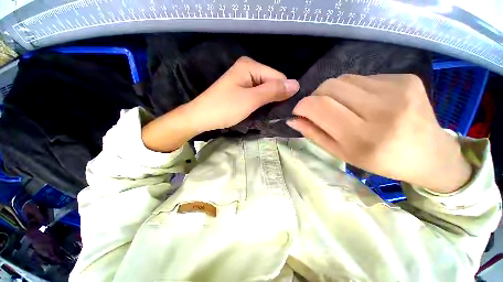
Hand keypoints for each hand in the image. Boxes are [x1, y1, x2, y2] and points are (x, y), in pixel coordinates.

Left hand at [142, 57, 298, 151]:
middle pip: (271, 82)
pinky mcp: (240, 90)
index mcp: (250, 66)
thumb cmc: (225, 108)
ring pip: (265, 90)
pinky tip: (260, 111)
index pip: (278, 77)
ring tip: (267, 114)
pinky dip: (260, 103)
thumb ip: (273, 91)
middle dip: (275, 97)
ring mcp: (243, 80)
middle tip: (275, 113)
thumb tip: (296, 84)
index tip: (284, 108)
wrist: (201, 117)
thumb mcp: (251, 99)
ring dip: (268, 102)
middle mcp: (248, 69)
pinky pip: (257, 95)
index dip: (283, 92)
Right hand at [288, 74, 471, 192]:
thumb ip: (314, 134)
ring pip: (344, 79)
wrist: (429, 154)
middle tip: (320, 109)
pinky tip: (365, 102)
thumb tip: (293, 120)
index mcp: (363, 137)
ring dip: (334, 92)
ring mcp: (398, 90)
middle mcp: (382, 110)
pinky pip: (363, 78)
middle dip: (316, 97)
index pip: (319, 106)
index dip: (302, 106)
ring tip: (344, 107)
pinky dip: (354, 89)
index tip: (299, 111)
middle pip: (330, 86)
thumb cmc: (381, 160)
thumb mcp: (341, 153)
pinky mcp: (406, 78)